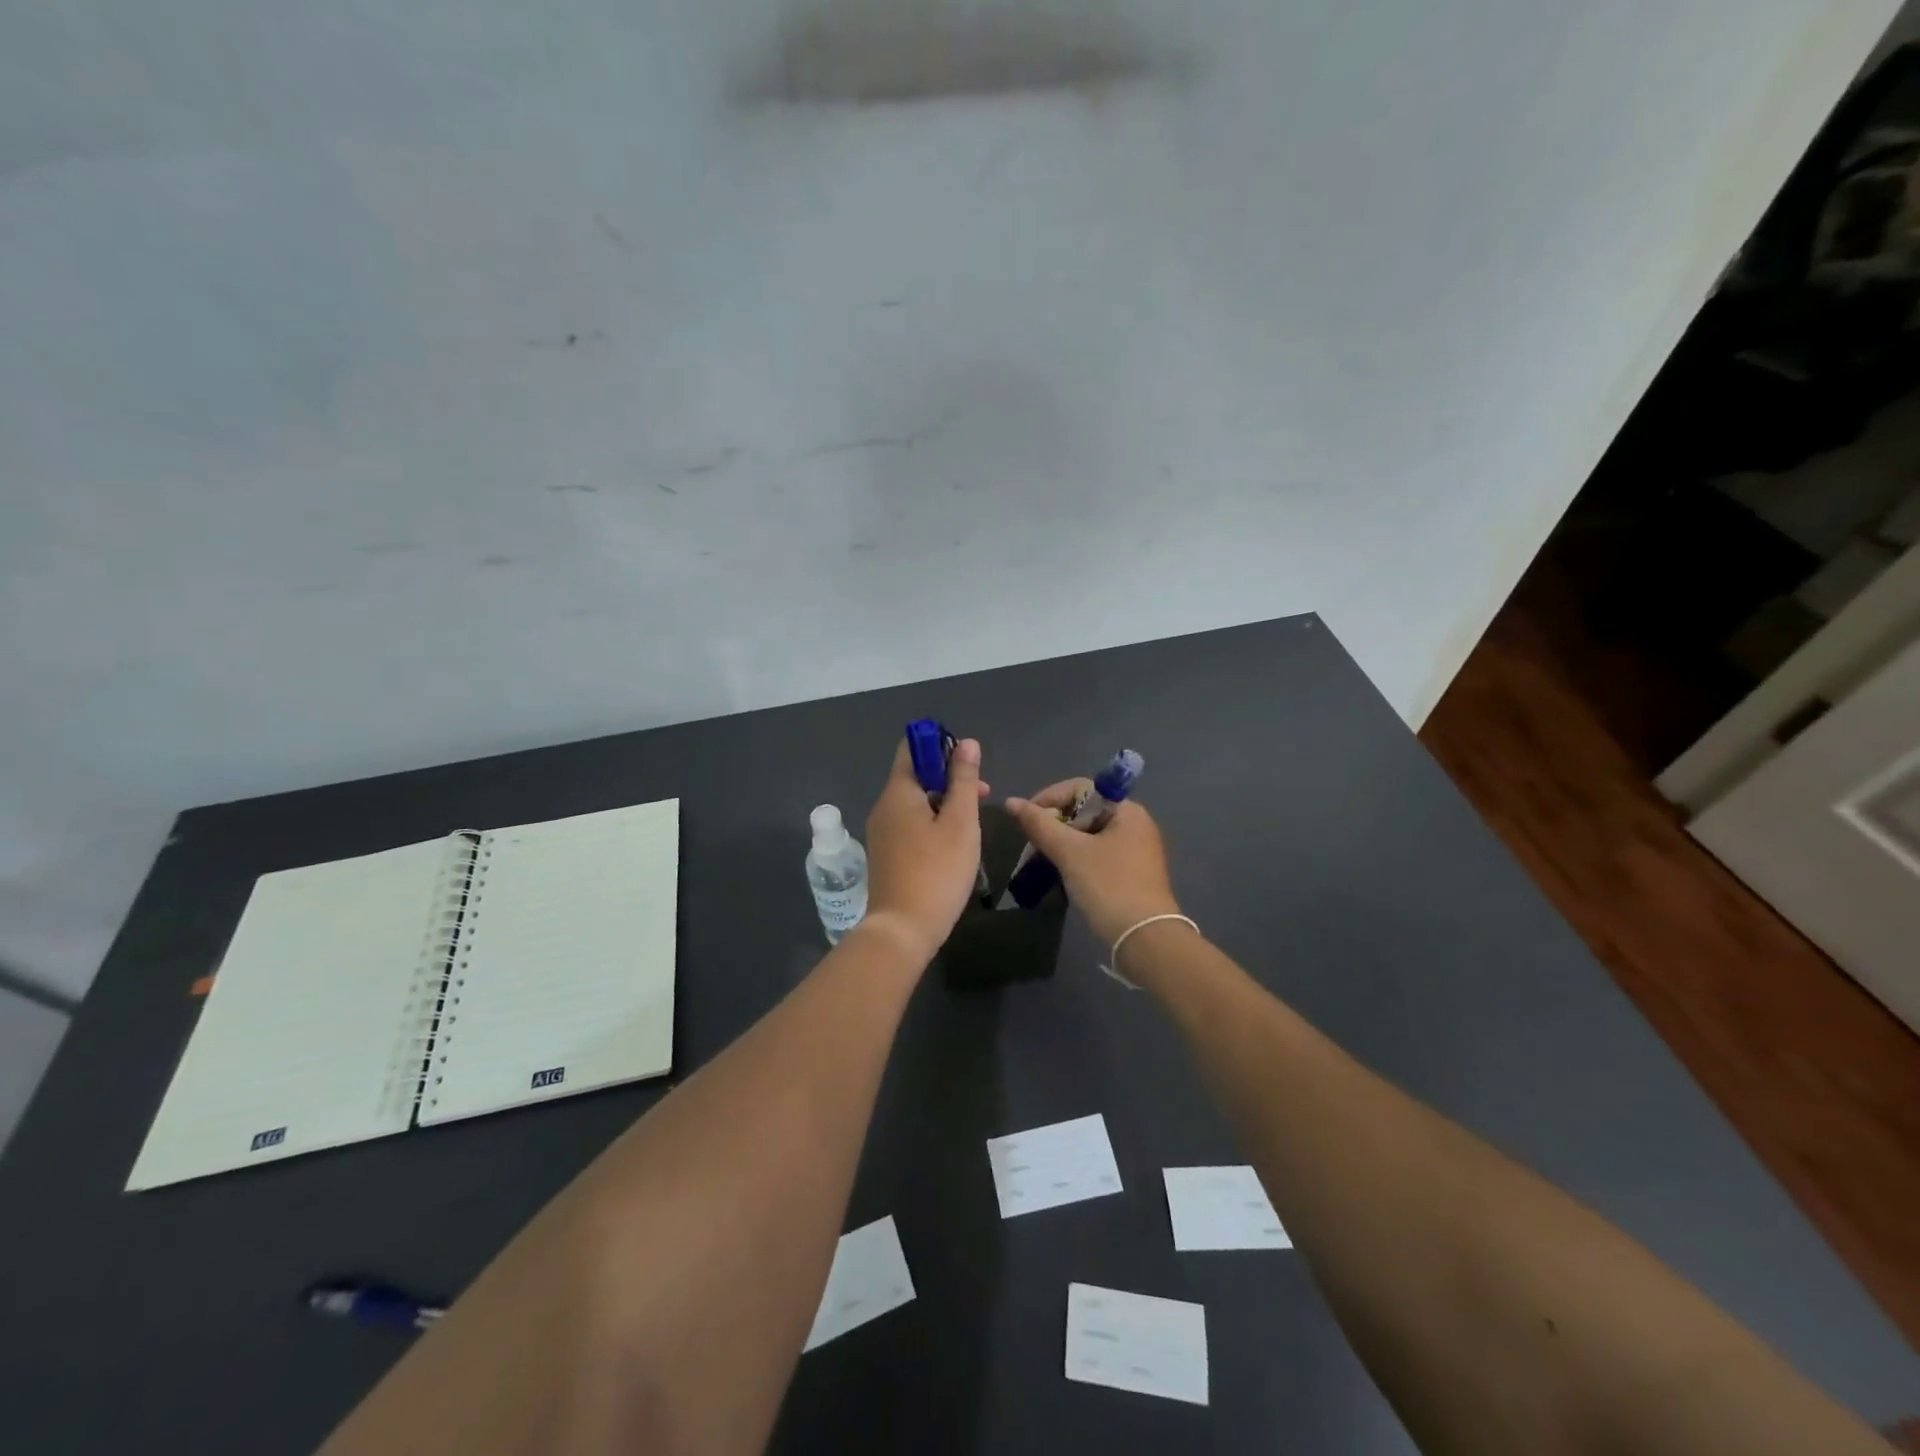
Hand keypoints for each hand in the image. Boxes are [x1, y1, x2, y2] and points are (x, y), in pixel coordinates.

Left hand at [861, 738, 990, 962]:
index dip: (940, 745)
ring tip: (973, 820)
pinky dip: (932, 822)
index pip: (912, 748)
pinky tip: (953, 843)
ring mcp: (882, 832)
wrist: (902, 930)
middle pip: (916, 775)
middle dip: (949, 777)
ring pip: (915, 802)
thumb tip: (967, 743)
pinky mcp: (886, 854)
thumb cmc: (936, 871)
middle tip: (982, 794)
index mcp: (898, 792)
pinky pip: (910, 824)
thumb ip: (964, 780)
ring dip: (944, 802)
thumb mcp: (960, 822)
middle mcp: (884, 806)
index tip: (969, 763)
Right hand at [1006, 781, 1180, 945]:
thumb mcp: (1069, 852)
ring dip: (1062, 844)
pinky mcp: (1131, 874)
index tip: (1027, 819)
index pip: (1081, 788)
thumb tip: (1011, 803)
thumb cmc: (1108, 885)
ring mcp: (1135, 851)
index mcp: (1127, 811)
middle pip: (1084, 811)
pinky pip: (1097, 855)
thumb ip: (1039, 824)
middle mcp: (1135, 825)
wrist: (1145, 939)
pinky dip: (1076, 859)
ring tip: (1041, 859)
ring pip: (1088, 835)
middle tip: (1032, 843)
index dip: (1049, 798)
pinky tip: (1061, 874)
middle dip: (1054, 824)